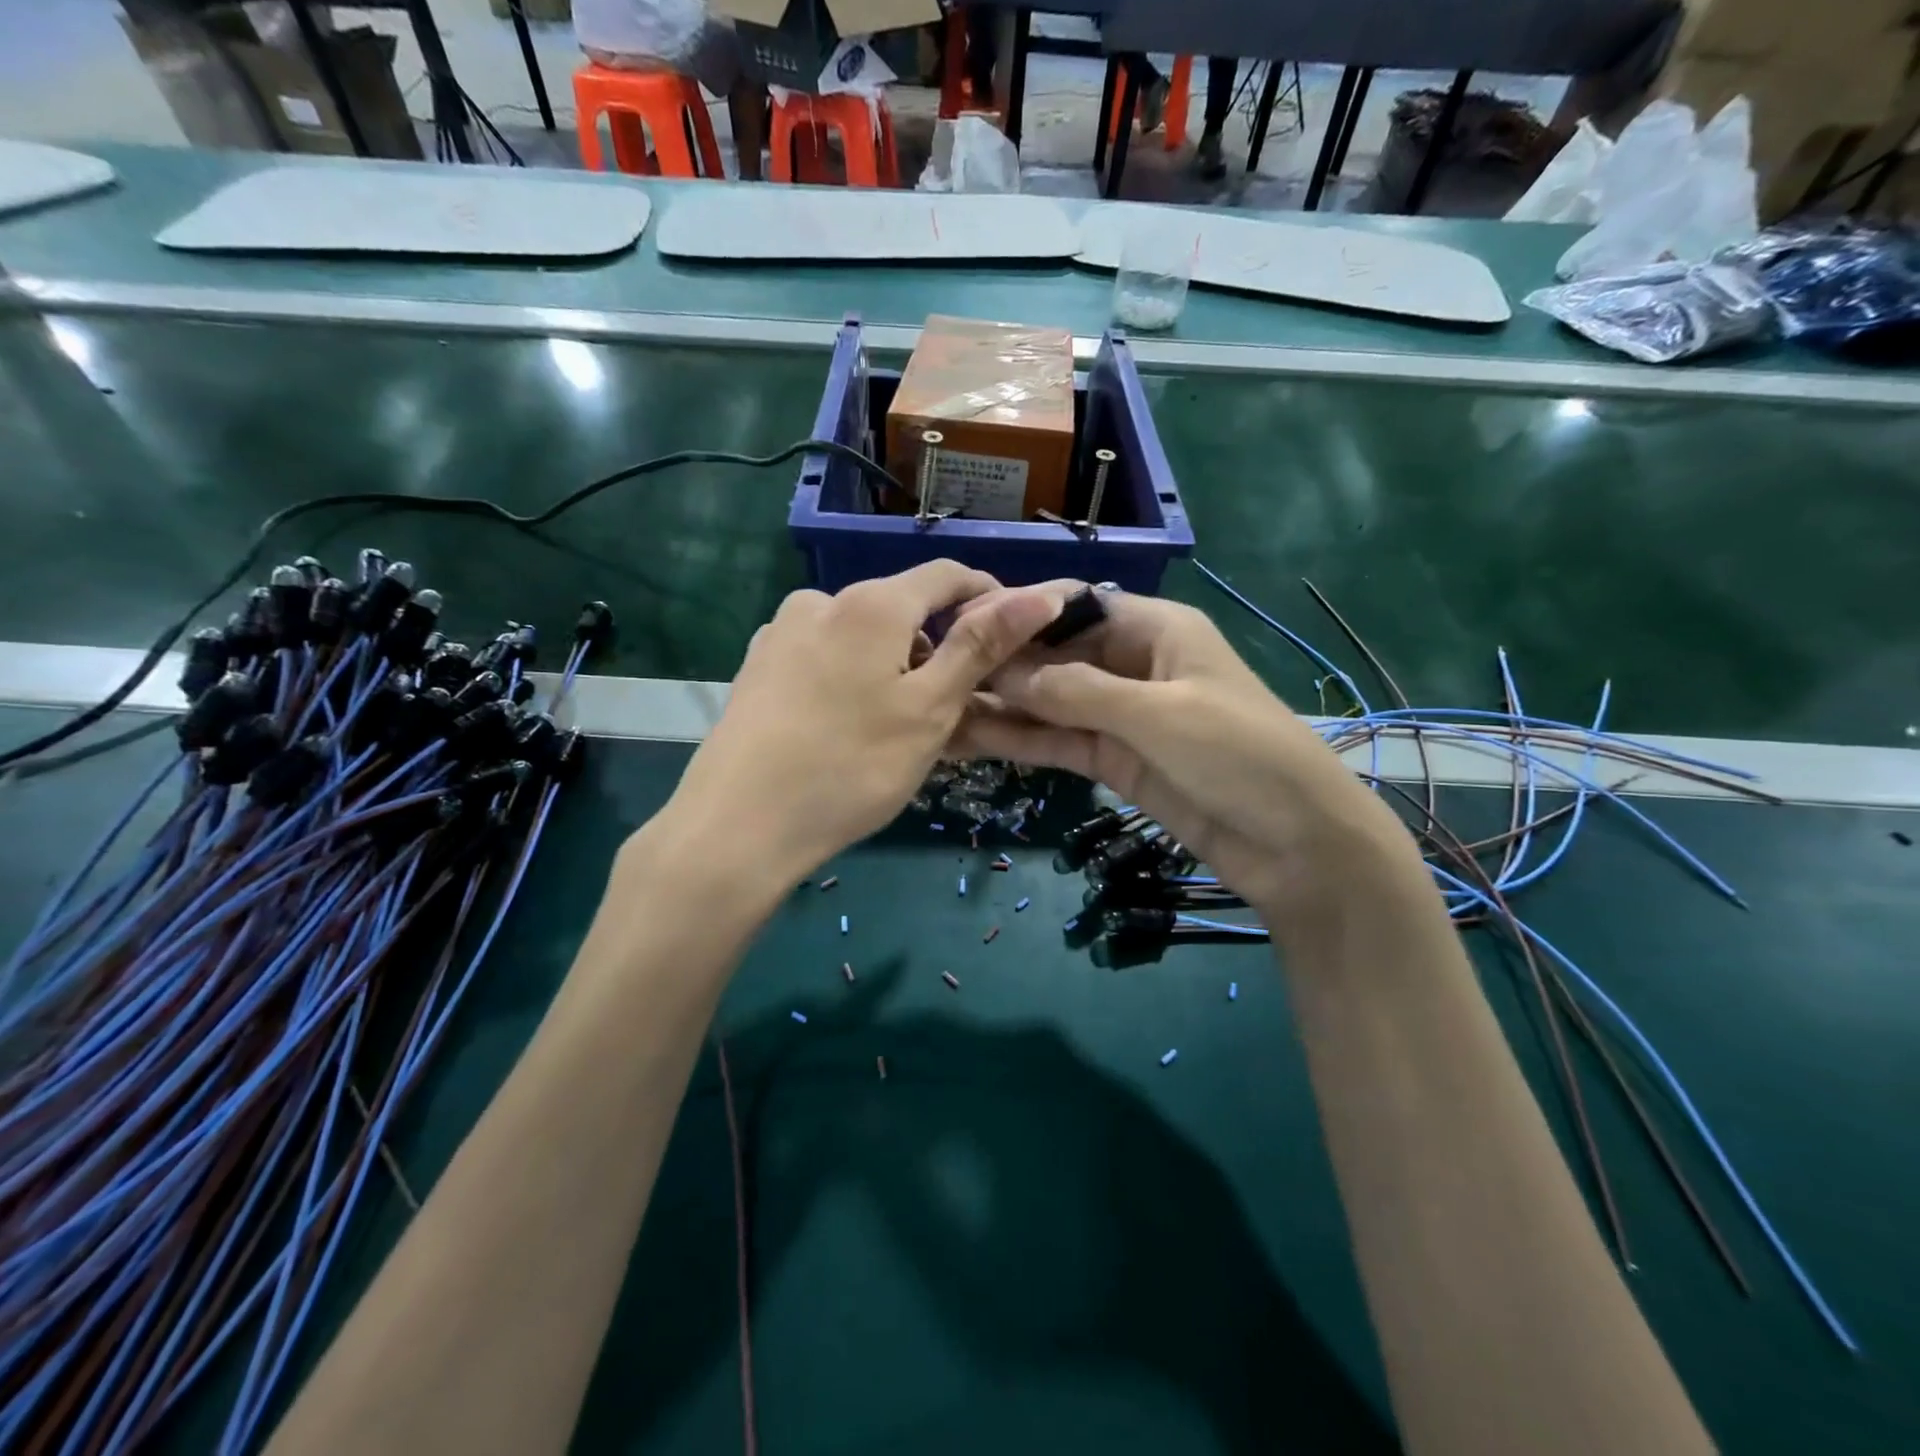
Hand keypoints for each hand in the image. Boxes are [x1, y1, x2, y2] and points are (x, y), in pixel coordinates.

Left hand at [660, 562, 1062, 881]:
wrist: (737, 826)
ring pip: (861, 636)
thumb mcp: (930, 709)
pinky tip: (848, 728)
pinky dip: (853, 678)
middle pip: (901, 607)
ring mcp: (781, 633)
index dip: (988, 597)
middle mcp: (821, 601)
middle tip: (955, 708)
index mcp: (871, 604)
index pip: (947, 575)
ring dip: (894, 665)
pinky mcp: (758, 668)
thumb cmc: (851, 767)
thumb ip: (981, 646)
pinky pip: (825, 657)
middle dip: (937, 645)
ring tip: (900, 727)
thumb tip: (1041, 594)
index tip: (1012, 638)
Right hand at [952, 585, 1425, 926]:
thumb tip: (1007, 672)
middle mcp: (1133, 664)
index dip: (1021, 614)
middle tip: (937, 674)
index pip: (1074, 605)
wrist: (1296, 844)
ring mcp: (1121, 716)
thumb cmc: (1240, 755)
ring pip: (1051, 702)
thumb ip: (1079, 690)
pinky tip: (972, 738)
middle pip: (1055, 654)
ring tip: (941, 708)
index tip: (964, 627)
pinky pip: (1060, 741)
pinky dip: (1021, 740)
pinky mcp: (1114, 761)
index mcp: (1156, 629)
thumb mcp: (1159, 714)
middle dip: (1003, 664)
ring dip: (1002, 706)